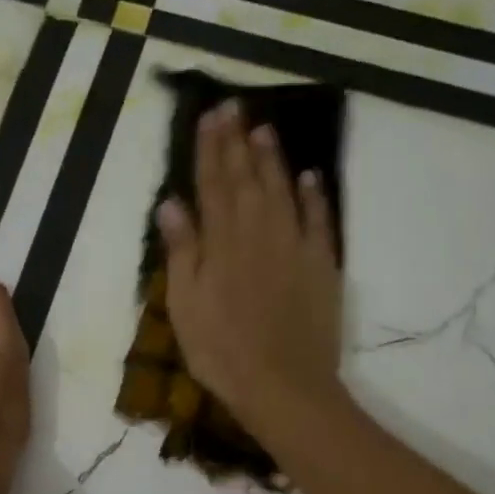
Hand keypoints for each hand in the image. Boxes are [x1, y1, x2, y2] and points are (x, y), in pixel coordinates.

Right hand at [158, 100, 344, 441]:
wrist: (284, 386)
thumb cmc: (222, 353)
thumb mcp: (185, 307)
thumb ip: (181, 252)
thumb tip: (171, 204)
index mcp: (222, 244)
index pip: (213, 185)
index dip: (210, 149)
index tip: (209, 116)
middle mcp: (259, 234)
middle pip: (247, 180)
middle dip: (238, 142)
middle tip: (234, 107)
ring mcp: (295, 247)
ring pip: (283, 191)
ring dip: (273, 159)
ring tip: (264, 130)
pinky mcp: (322, 266)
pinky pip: (319, 221)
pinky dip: (314, 196)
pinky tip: (309, 176)